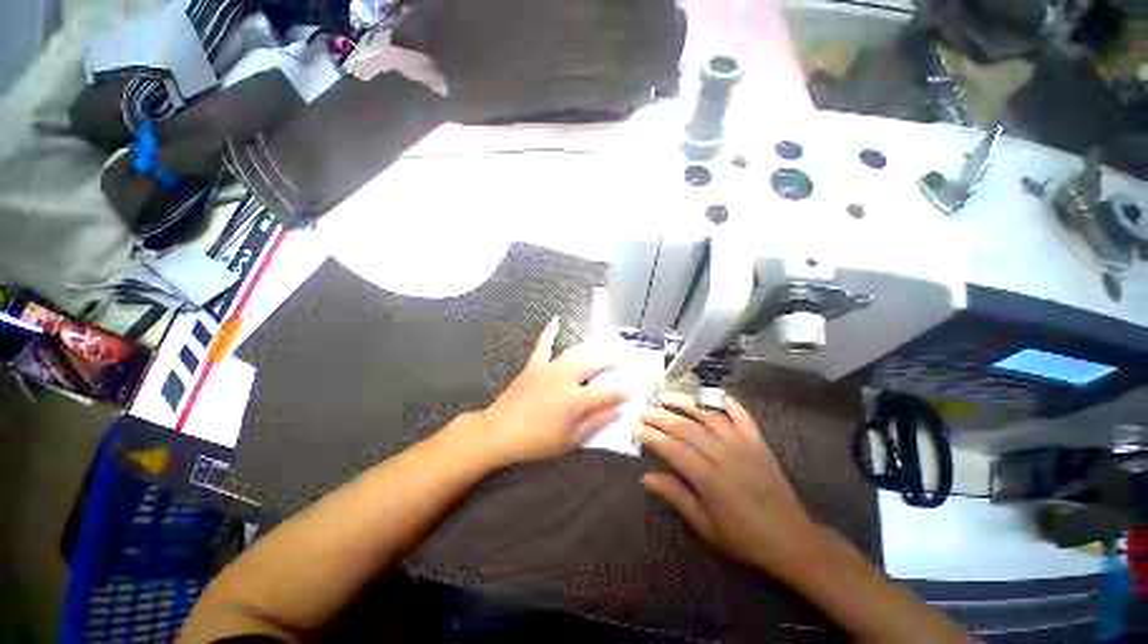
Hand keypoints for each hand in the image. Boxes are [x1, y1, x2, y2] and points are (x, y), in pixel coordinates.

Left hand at [479, 318, 629, 465]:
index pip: (608, 392)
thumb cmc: (537, 441)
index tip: (635, 388)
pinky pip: (543, 345)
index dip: (624, 390)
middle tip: (622, 362)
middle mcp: (566, 377)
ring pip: (576, 354)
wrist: (499, 432)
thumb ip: (596, 422)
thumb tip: (618, 411)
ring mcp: (549, 368)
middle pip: (594, 365)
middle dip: (610, 363)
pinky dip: (550, 332)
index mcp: (576, 399)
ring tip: (603, 350)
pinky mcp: (534, 365)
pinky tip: (556, 320)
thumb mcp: (571, 439)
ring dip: (591, 352)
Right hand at [637, 393, 817, 576]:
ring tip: (667, 396)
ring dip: (686, 403)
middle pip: (686, 427)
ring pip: (708, 416)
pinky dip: (726, 402)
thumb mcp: (705, 526)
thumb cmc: (743, 537)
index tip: (635, 427)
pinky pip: (741, 415)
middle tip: (643, 410)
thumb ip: (676, 496)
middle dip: (660, 416)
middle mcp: (724, 454)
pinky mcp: (758, 442)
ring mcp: (743, 444)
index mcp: (709, 478)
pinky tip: (712, 396)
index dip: (651, 436)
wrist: (792, 539)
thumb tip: (646, 476)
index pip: (672, 448)